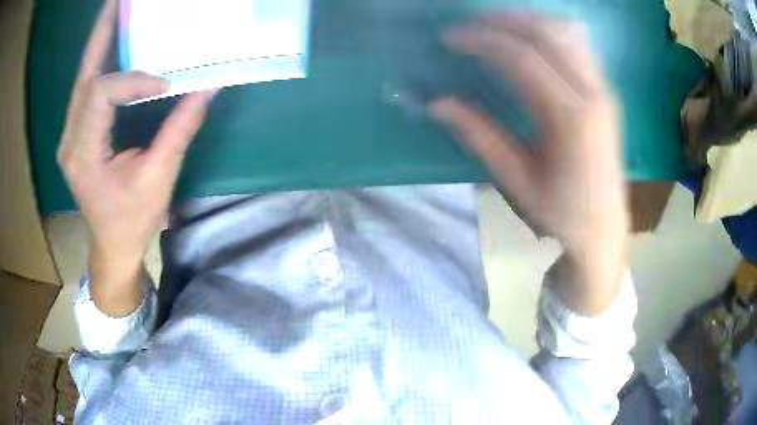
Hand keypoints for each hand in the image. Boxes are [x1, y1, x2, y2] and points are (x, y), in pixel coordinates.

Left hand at [57, 0, 215, 315]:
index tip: (164, 85)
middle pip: (84, 76)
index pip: (102, 95)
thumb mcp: (158, 179)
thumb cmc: (132, 220)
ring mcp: (69, 137)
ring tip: (116, 14)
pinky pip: (85, 92)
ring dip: (99, 44)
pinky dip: (100, 65)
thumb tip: (208, 87)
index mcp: (84, 154)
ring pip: (82, 81)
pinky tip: (112, 46)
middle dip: (102, 34)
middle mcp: (70, 140)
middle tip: (117, 2)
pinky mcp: (76, 136)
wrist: (111, 247)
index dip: (133, 80)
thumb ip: (179, 130)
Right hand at [429, 14, 628, 314]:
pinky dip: (550, 33)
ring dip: (528, 21)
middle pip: (547, 33)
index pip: (523, 58)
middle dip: (503, 20)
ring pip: (566, 32)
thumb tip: (437, 104)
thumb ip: (479, 136)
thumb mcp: (517, 181)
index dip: (482, 41)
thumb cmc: (561, 214)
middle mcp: (592, 95)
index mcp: (571, 119)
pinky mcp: (606, 92)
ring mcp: (603, 90)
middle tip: (469, 24)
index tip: (450, 38)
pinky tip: (530, 41)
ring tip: (496, 26)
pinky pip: (578, 45)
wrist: (604, 229)